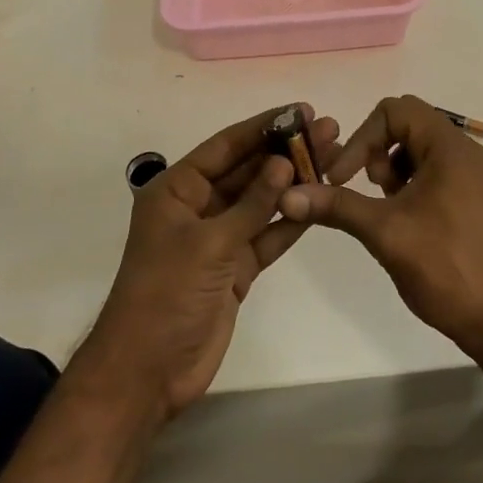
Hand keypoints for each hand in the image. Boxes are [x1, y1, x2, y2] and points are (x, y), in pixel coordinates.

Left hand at [80, 105, 339, 419]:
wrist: (148, 372)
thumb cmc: (166, 294)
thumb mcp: (209, 243)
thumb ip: (251, 204)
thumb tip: (284, 162)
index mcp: (176, 190)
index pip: (226, 147)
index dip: (263, 127)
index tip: (301, 111)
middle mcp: (197, 207)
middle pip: (247, 171)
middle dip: (285, 152)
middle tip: (329, 131)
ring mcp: (218, 239)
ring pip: (261, 202)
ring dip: (293, 183)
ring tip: (334, 159)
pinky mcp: (234, 268)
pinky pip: (266, 236)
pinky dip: (290, 221)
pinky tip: (319, 202)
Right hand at [277, 95, 482, 355]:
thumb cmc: (443, 266)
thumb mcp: (383, 231)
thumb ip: (336, 206)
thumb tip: (287, 196)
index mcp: (450, 148)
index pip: (396, 110)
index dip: (362, 137)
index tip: (344, 176)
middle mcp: (466, 152)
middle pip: (409, 124)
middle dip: (376, 150)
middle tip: (368, 189)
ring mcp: (474, 175)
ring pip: (420, 147)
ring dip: (392, 167)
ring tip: (385, 206)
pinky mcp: (475, 196)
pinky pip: (435, 169)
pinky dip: (411, 181)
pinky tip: (403, 217)